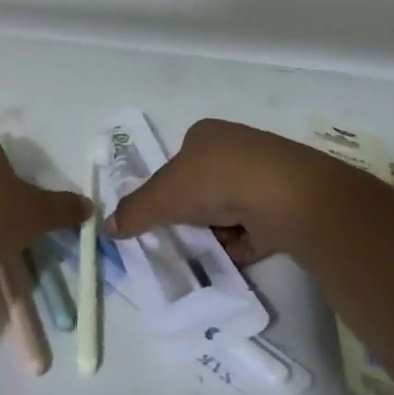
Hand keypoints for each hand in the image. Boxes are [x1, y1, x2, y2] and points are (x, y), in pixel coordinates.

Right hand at [105, 118, 374, 263]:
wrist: (285, 196)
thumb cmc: (216, 181)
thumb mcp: (163, 196)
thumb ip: (134, 211)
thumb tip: (108, 227)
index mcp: (207, 134)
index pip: (179, 159)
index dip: (167, 187)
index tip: (160, 213)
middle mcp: (237, 149)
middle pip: (203, 186)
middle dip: (192, 212)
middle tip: (178, 236)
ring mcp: (264, 176)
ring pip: (228, 209)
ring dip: (215, 231)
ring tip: (202, 252)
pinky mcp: (285, 205)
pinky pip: (252, 229)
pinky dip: (239, 245)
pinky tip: (228, 260)